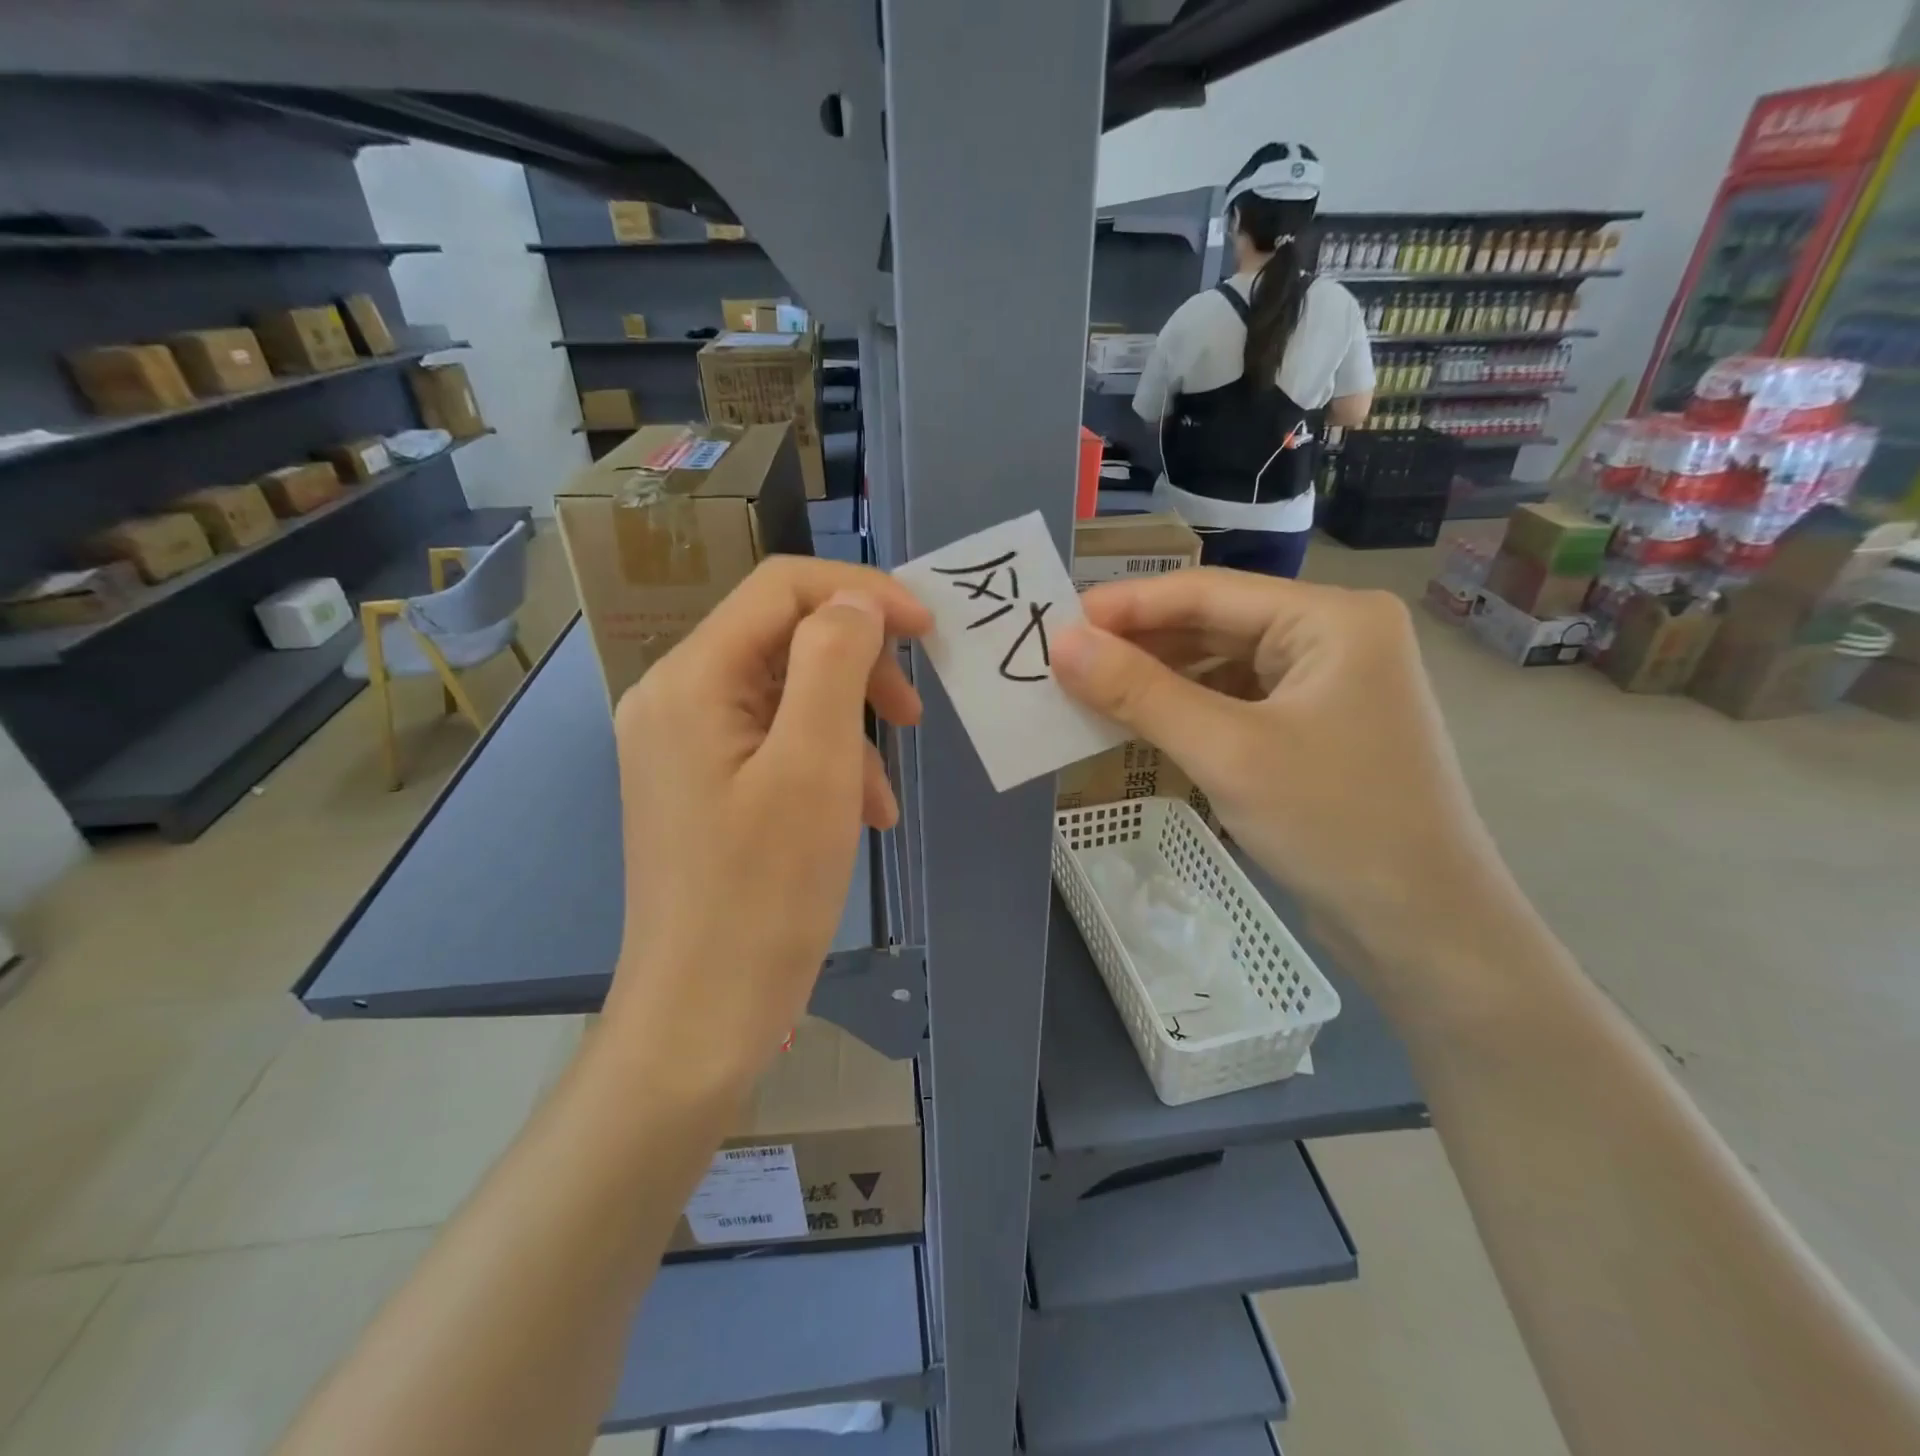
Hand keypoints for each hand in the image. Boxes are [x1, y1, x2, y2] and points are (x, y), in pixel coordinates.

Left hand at [604, 557, 931, 1092]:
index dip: (863, 593)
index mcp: (691, 680)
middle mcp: (673, 698)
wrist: (702, 1015)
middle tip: (913, 714)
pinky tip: (858, 817)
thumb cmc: (765, 893)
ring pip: (785, 695)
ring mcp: (682, 744)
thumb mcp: (815, 766)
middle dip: (859, 667)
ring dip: (848, 727)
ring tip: (880, 796)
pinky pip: (772, 743)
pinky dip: (824, 764)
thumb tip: (855, 601)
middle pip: (783, 638)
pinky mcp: (700, 784)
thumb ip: (834, 661)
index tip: (930, 630)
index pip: (781, 588)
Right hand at [1052, 569, 1522, 1008]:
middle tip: (1064, 662)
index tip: (1056, 622)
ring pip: (1222, 666)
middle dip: (1140, 645)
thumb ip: (1140, 692)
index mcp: (1332, 617)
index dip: (1126, 605)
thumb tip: (1061, 644)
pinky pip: (1236, 703)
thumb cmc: (1334, 824)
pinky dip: (1188, 712)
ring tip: (1090, 691)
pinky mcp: (1316, 729)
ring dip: (1159, 680)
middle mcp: (1334, 637)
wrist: (1426, 930)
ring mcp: (1328, 685)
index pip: (1208, 591)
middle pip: (1215, 624)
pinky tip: (1143, 724)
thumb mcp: (1226, 751)